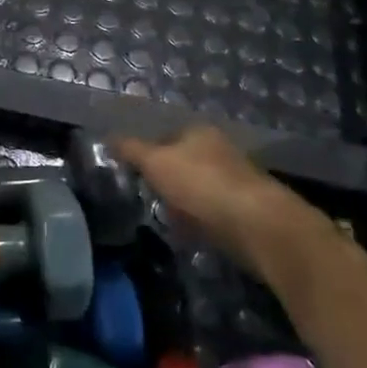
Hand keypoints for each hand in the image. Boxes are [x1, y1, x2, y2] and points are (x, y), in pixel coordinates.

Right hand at [114, 124, 322, 265]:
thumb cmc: (201, 184)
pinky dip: (201, 222)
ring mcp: (236, 180)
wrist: (258, 226)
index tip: (134, 175)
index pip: (166, 137)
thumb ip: (131, 150)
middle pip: (183, 163)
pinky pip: (214, 213)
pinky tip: (192, 235)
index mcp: (199, 132)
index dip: (148, 154)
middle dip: (167, 181)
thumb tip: (107, 137)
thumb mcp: (156, 162)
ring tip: (167, 220)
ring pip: (199, 189)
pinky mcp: (247, 211)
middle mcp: (219, 150)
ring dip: (184, 204)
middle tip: (148, 199)